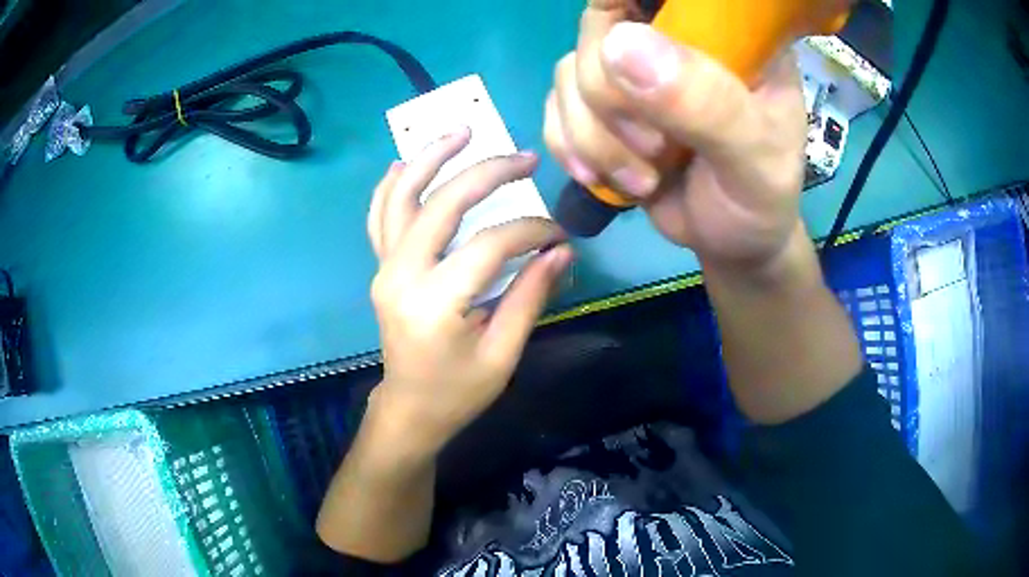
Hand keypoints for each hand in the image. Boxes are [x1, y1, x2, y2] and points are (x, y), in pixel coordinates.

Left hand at [366, 128, 572, 456]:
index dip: (530, 231)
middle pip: (443, 205)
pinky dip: (393, 185)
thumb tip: (562, 249)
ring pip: (401, 198)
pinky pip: (380, 217)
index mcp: (436, 303)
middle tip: (524, 158)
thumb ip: (531, 296)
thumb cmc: (458, 392)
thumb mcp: (502, 354)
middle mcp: (402, 276)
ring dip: (430, 159)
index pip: (490, 245)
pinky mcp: (381, 268)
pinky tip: (407, 163)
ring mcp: (385, 268)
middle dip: (488, 173)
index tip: (558, 234)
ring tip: (461, 131)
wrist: (410, 409)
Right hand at [544, 1, 807, 269]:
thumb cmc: (758, 198)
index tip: (619, 48)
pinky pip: (555, 106)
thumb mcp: (753, 159)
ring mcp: (634, 71)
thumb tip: (620, 43)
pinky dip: (571, 147)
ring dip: (594, 136)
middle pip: (600, 26)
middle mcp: (674, 38)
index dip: (624, 5)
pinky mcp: (603, 107)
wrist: (732, 240)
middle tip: (655, 150)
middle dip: (611, 97)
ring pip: (570, 70)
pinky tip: (605, 178)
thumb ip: (706, 103)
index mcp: (726, 34)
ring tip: (644, 180)